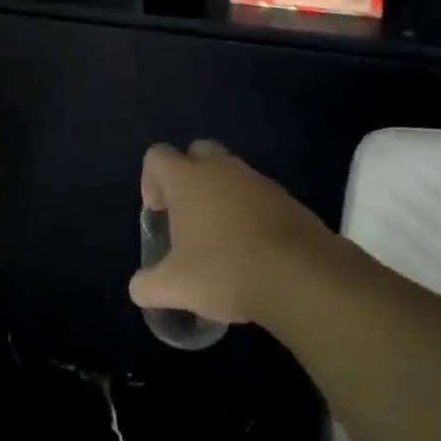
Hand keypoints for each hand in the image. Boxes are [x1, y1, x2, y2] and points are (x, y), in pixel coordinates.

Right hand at [129, 141, 330, 325]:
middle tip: (188, 215)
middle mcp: (222, 169)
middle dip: (189, 176)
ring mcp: (259, 181)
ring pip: (232, 175)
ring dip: (223, 197)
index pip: (157, 156)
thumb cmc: (226, 270)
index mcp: (187, 179)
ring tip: (223, 241)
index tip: (158, 211)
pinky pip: (261, 198)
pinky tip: (255, 252)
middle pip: (197, 152)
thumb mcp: (176, 287)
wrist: (302, 277)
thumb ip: (149, 286)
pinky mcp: (289, 200)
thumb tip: (139, 288)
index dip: (151, 179)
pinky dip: (253, 215)